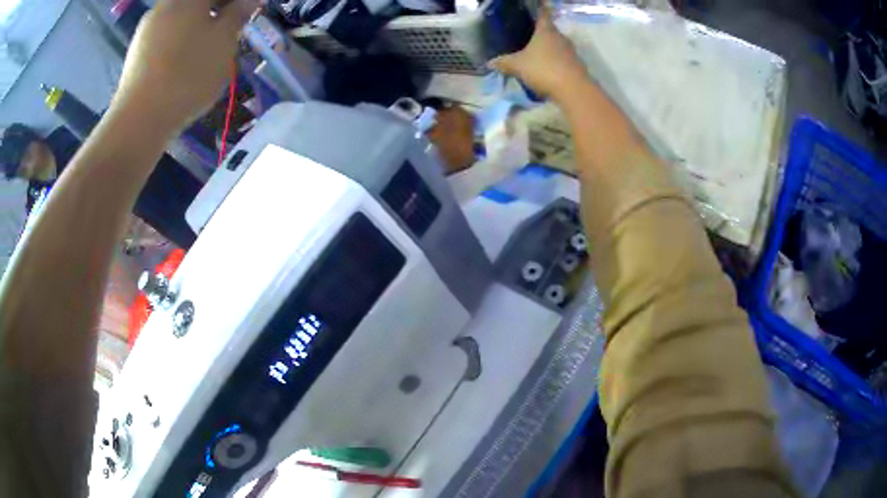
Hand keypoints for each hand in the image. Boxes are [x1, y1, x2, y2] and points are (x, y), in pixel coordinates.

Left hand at [110, 0, 260, 134]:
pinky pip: (166, 35)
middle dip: (218, 11)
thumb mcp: (224, 41)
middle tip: (231, 29)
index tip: (246, 13)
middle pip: (198, 2)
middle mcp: (166, 5)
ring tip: (209, 49)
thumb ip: (238, 14)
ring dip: (199, 25)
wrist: (139, 121)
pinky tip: (185, 62)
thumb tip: (249, 0)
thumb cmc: (188, 74)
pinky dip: (181, 40)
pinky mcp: (137, 52)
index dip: (236, 3)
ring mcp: (148, 28)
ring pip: (182, 17)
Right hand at [489, 9, 590, 102]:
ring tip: (536, 55)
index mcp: (546, 31)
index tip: (538, 6)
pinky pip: (563, 60)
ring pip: (557, 46)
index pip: (543, 14)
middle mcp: (560, 37)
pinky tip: (547, 70)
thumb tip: (490, 62)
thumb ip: (503, 63)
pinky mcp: (577, 66)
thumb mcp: (517, 66)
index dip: (540, 9)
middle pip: (550, 31)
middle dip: (541, 32)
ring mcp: (571, 52)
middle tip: (529, 35)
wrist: (573, 90)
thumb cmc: (543, 69)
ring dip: (548, 49)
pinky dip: (555, 62)